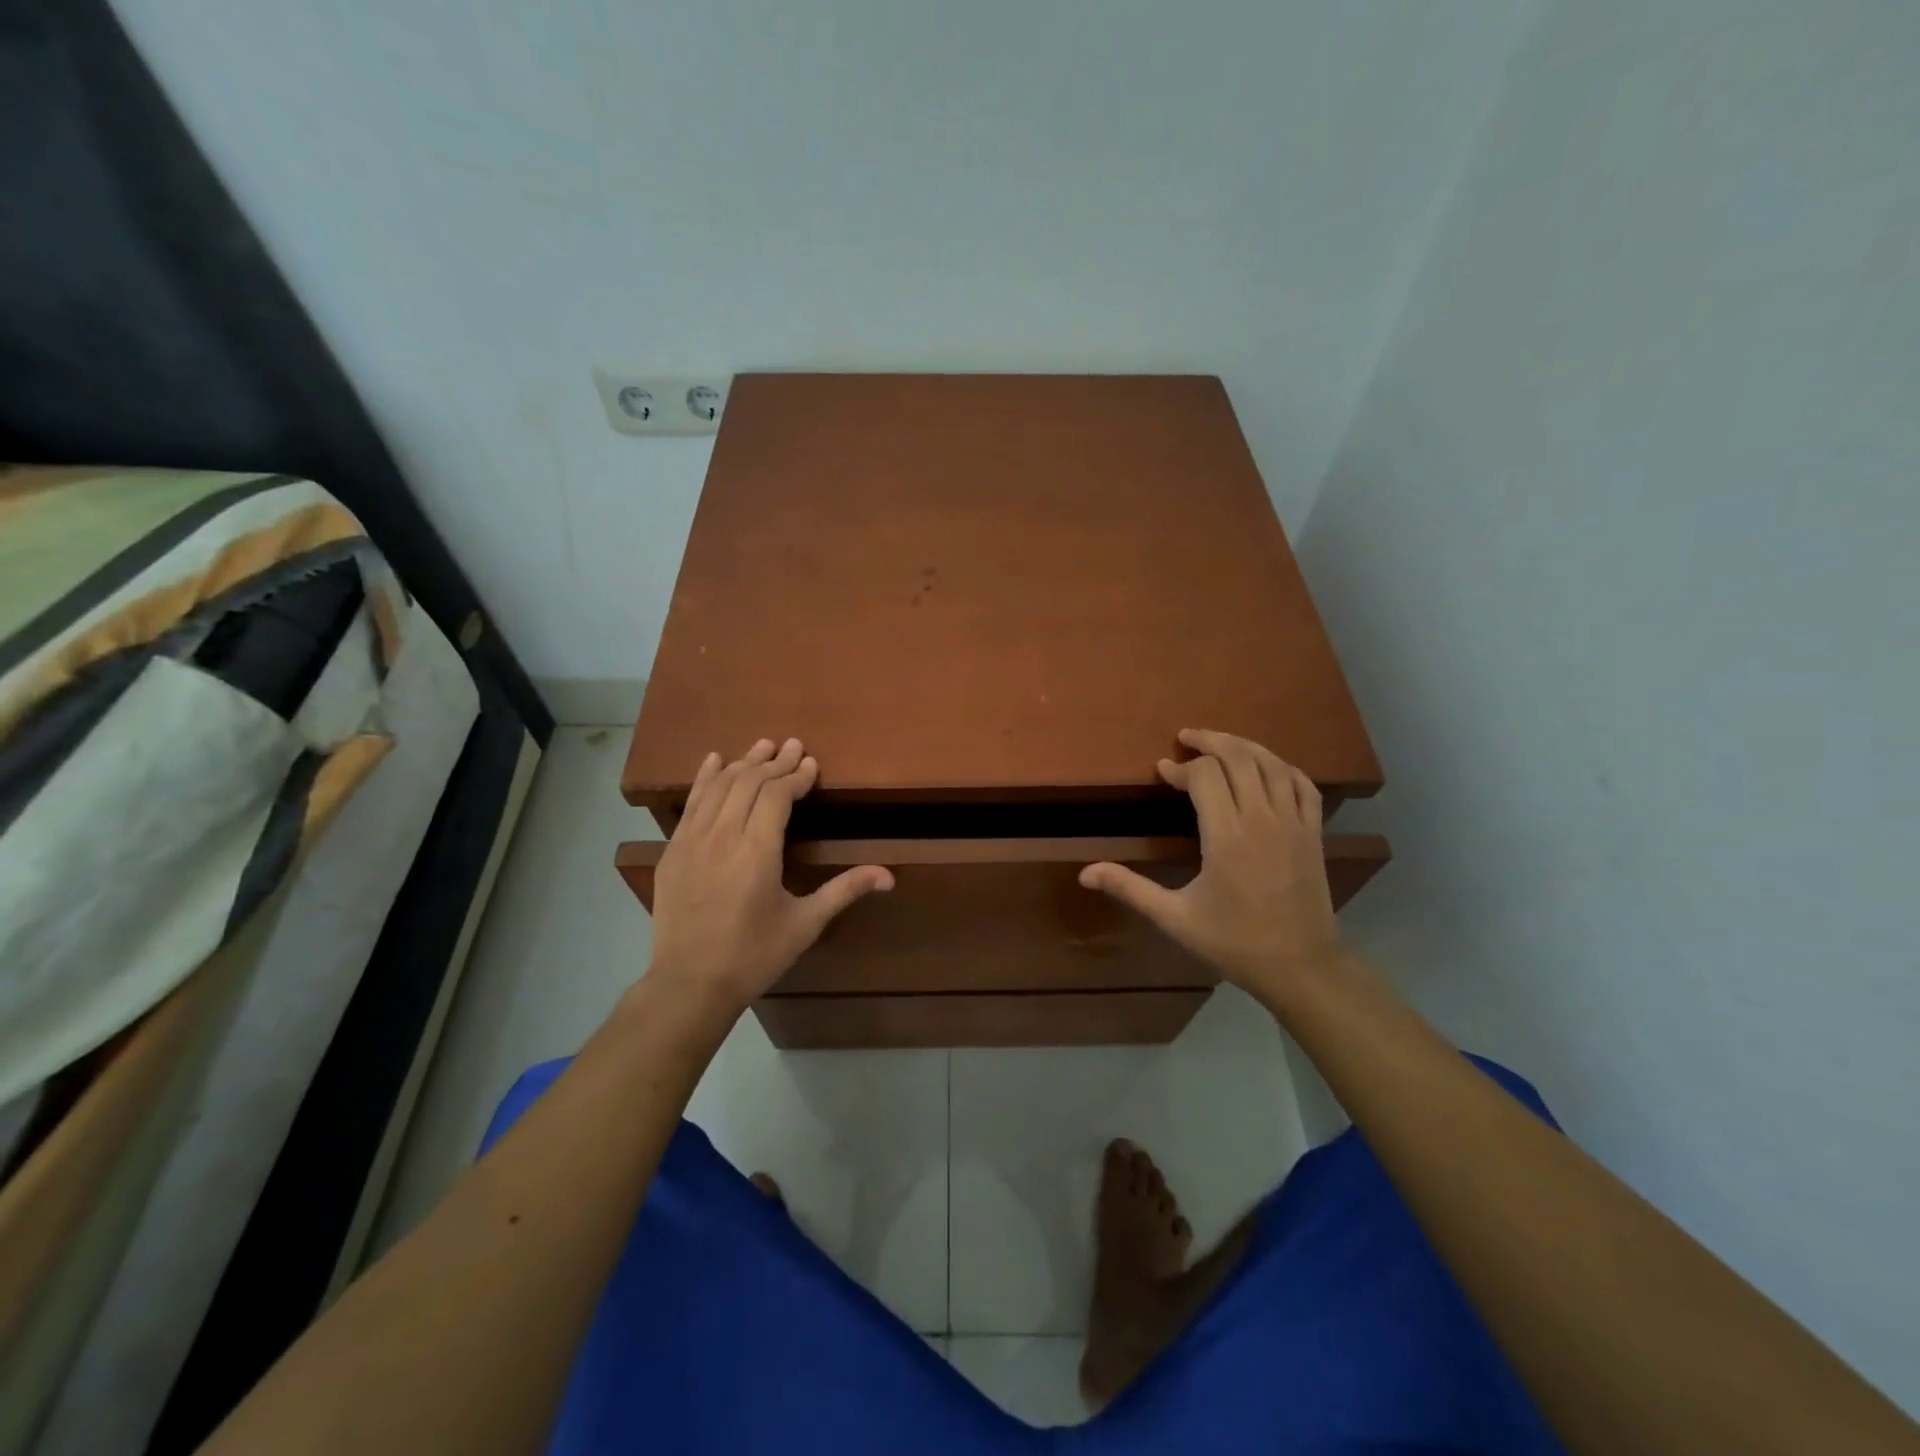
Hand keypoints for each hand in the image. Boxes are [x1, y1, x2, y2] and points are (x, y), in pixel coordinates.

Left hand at [647, 738, 892, 1017]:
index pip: (776, 796)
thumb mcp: (805, 924)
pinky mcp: (672, 851)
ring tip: (762, 746)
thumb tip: (889, 875)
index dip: (795, 776)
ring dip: (742, 763)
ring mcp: (691, 841)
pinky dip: (704, 778)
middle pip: (748, 783)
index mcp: (757, 852)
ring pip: (718, 787)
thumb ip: (845, 890)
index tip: (811, 763)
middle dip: (773, 762)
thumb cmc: (754, 955)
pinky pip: (690, 804)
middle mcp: (723, 837)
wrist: (689, 985)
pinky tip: (714, 761)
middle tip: (793, 746)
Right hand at [1079, 729, 1342, 1005]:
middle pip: (1238, 757)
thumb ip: (1130, 889)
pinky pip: (1302, 785)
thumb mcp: (1174, 918)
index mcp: (1226, 836)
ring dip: (1244, 746)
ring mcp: (1293, 823)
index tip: (1162, 771)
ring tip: (1220, 743)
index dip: (1180, 768)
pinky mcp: (1313, 833)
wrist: (1300, 967)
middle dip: (1211, 741)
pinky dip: (1282, 767)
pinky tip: (1267, 766)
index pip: (1205, 777)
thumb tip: (1085, 873)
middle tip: (1186, 738)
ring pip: (1271, 764)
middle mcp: (1262, 819)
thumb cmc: (1234, 942)